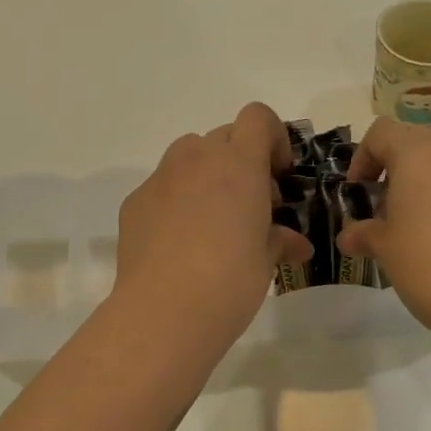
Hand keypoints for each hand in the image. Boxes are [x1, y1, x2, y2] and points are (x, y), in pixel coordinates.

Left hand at [113, 103, 313, 357]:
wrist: (163, 313)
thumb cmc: (229, 281)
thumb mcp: (266, 261)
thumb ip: (280, 240)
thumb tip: (295, 244)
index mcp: (238, 165)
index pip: (258, 117)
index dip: (273, 137)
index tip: (278, 174)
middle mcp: (197, 159)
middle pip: (224, 135)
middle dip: (242, 160)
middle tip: (252, 204)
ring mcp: (161, 178)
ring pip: (188, 154)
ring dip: (207, 172)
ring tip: (214, 217)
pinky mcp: (135, 202)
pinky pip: (162, 186)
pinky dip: (176, 199)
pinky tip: (179, 241)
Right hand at [340, 118, 430, 357]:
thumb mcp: (386, 250)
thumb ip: (364, 233)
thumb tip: (349, 235)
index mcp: (419, 155)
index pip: (382, 133)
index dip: (363, 158)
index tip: (359, 193)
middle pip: (416, 145)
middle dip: (395, 172)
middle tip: (386, 213)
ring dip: (428, 186)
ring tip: (420, 229)